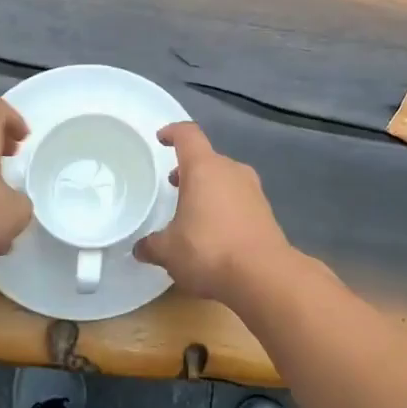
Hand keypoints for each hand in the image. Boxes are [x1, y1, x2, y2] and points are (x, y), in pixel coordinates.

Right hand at [135, 122, 291, 302]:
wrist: (263, 274)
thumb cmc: (209, 250)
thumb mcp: (169, 251)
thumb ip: (152, 245)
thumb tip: (140, 248)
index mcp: (204, 168)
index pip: (188, 135)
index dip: (173, 133)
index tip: (161, 138)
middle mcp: (231, 171)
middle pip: (208, 159)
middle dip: (189, 169)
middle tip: (173, 185)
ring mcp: (253, 190)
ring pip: (225, 179)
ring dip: (208, 188)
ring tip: (192, 211)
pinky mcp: (265, 211)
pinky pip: (239, 199)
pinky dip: (224, 206)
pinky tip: (215, 231)